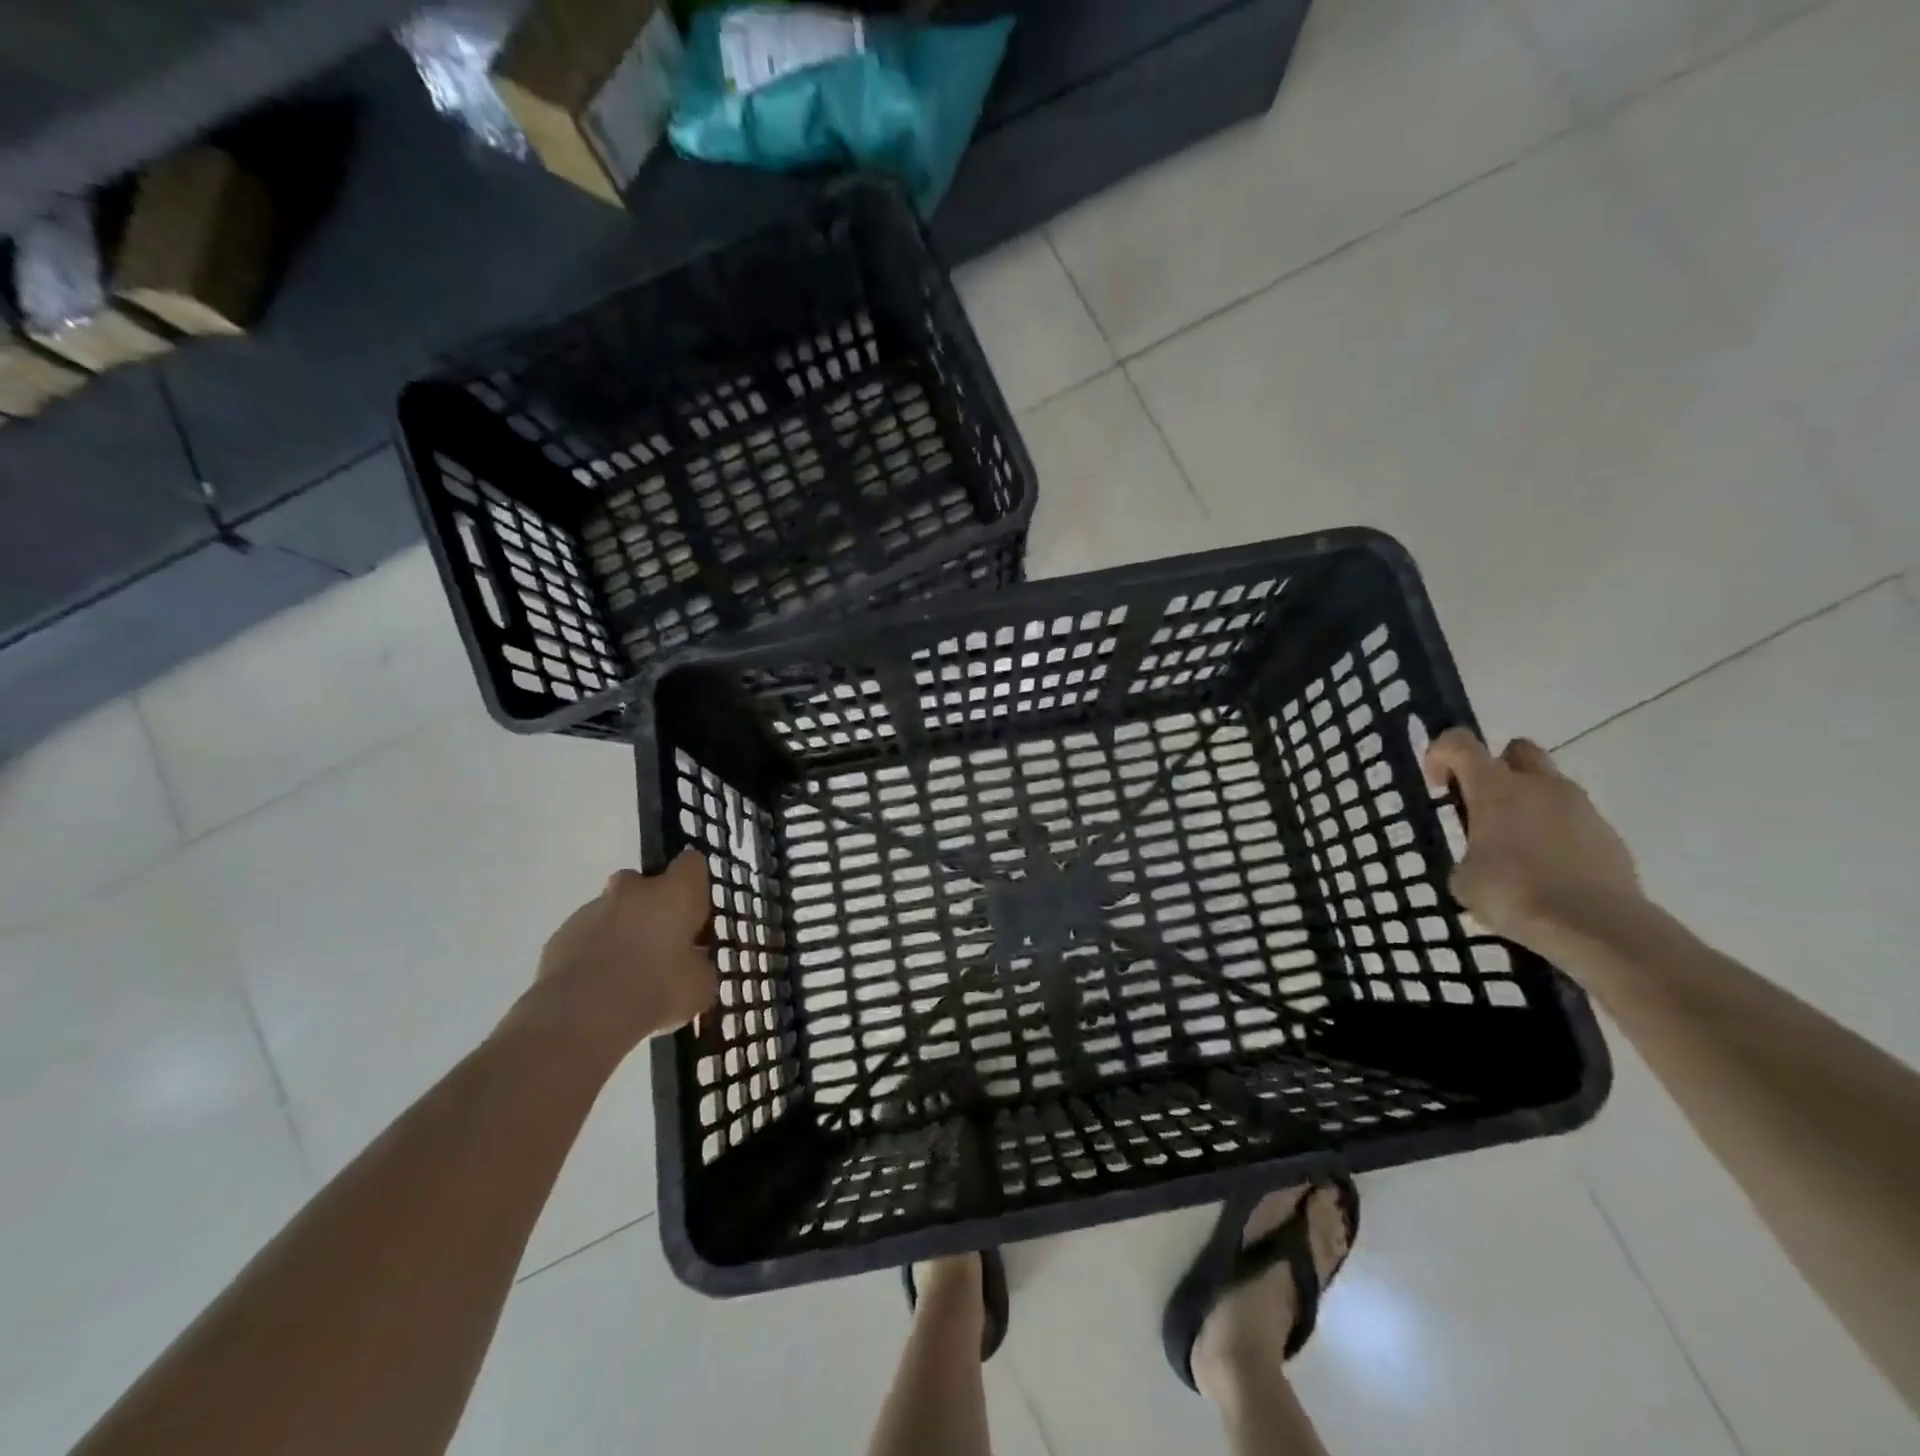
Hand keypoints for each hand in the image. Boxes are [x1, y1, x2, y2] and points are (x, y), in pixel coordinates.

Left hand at [530, 849, 718, 1055]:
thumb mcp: (700, 986)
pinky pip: (586, 936)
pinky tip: (599, 988)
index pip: (691, 864)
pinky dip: (594, 953)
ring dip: (622, 931)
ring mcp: (591, 910)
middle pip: (645, 882)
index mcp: (674, 893)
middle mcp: (633, 890)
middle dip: (652, 906)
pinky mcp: (560, 936)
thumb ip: (699, 965)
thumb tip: (692, 962)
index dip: (695, 885)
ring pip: (613, 910)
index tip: (697, 914)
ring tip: (626, 975)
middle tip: (660, 944)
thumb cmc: (656, 991)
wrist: (582, 1018)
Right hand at [1423, 729, 1643, 951]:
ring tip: (1516, 847)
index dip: (1441, 753)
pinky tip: (1548, 870)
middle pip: (1516, 750)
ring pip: (1549, 786)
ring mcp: (1581, 808)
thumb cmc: (1514, 894)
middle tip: (1482, 805)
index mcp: (1495, 789)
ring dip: (1529, 803)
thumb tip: (1479, 859)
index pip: (1460, 743)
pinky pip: (1575, 819)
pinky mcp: (1610, 835)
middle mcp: (1540, 786)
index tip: (1438, 785)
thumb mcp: (1464, 879)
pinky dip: (1557, 833)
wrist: (1597, 927)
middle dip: (1496, 768)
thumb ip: (1468, 855)